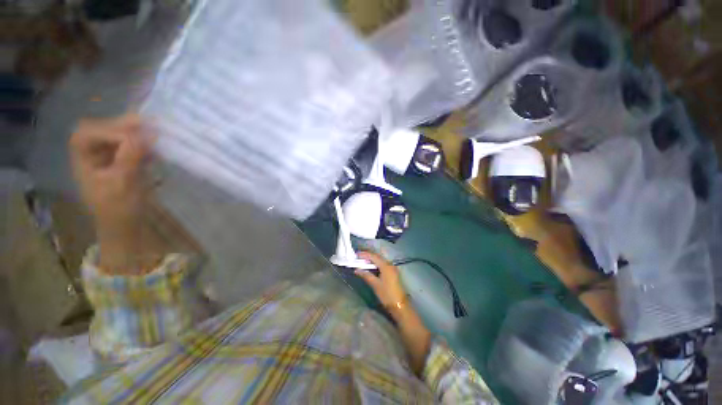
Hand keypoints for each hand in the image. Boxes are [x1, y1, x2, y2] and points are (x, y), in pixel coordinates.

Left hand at [70, 114, 150, 230]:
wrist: (125, 225)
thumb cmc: (119, 209)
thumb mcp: (123, 184)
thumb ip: (131, 157)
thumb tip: (147, 134)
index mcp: (83, 161)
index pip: (87, 135)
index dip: (108, 132)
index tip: (135, 138)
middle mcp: (92, 155)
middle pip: (101, 131)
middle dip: (122, 126)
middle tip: (147, 123)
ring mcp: (107, 158)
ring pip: (116, 136)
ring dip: (134, 133)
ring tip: (153, 133)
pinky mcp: (122, 162)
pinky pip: (129, 146)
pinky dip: (142, 143)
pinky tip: (154, 147)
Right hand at [355, 252, 407, 319]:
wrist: (399, 305)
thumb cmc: (387, 294)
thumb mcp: (375, 284)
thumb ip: (366, 275)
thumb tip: (356, 269)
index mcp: (385, 266)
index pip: (373, 256)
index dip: (364, 254)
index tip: (356, 254)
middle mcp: (389, 264)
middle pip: (377, 257)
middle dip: (368, 256)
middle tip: (358, 257)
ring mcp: (392, 268)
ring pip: (380, 260)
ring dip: (372, 260)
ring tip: (362, 261)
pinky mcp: (392, 272)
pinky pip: (383, 264)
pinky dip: (376, 264)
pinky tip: (371, 267)